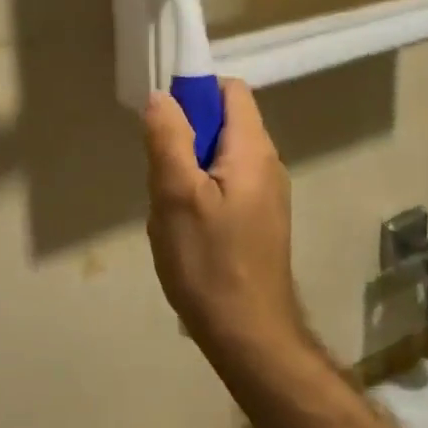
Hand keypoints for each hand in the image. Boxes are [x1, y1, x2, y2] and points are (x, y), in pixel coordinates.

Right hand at [141, 79, 307, 366]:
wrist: (249, 336)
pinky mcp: (258, 220)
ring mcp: (266, 194)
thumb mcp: (177, 195)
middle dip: (184, 137)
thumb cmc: (210, 263)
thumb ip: (169, 138)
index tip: (163, 118)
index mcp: (252, 150)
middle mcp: (267, 164)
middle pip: (223, 123)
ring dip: (187, 169)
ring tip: (169, 206)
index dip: (195, 91)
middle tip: (160, 173)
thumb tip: (162, 95)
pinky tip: (184, 227)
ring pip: (218, 157)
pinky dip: (199, 192)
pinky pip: (224, 185)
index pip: (230, 91)